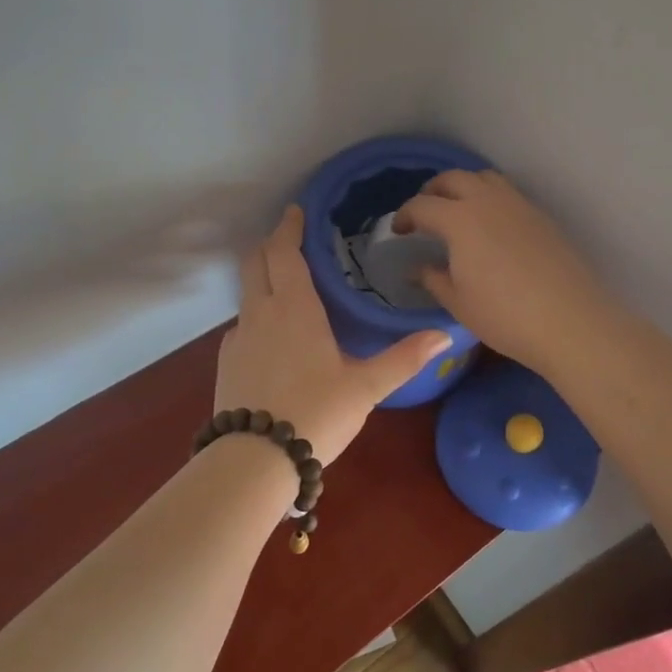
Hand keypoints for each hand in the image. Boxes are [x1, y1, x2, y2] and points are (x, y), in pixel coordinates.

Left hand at [214, 205, 450, 465]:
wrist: (254, 461)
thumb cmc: (316, 414)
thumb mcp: (366, 387)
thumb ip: (404, 358)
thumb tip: (445, 335)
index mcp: (293, 307)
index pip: (284, 251)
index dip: (289, 227)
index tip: (296, 211)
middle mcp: (259, 312)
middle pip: (255, 261)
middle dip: (271, 244)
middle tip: (292, 239)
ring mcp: (237, 337)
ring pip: (246, 292)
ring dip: (262, 277)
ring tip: (287, 285)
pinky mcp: (226, 362)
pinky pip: (242, 324)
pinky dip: (256, 313)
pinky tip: (273, 337)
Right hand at [393, 170, 611, 375]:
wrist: (571, 322)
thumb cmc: (505, 317)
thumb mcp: (459, 302)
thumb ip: (433, 278)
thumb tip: (417, 268)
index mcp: (460, 220)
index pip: (422, 205)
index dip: (404, 215)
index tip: (398, 232)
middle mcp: (488, 201)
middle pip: (453, 178)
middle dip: (432, 191)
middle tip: (424, 214)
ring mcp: (519, 205)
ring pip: (485, 178)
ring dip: (464, 187)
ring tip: (457, 213)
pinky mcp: (542, 217)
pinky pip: (508, 194)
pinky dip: (490, 199)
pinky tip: (490, 228)